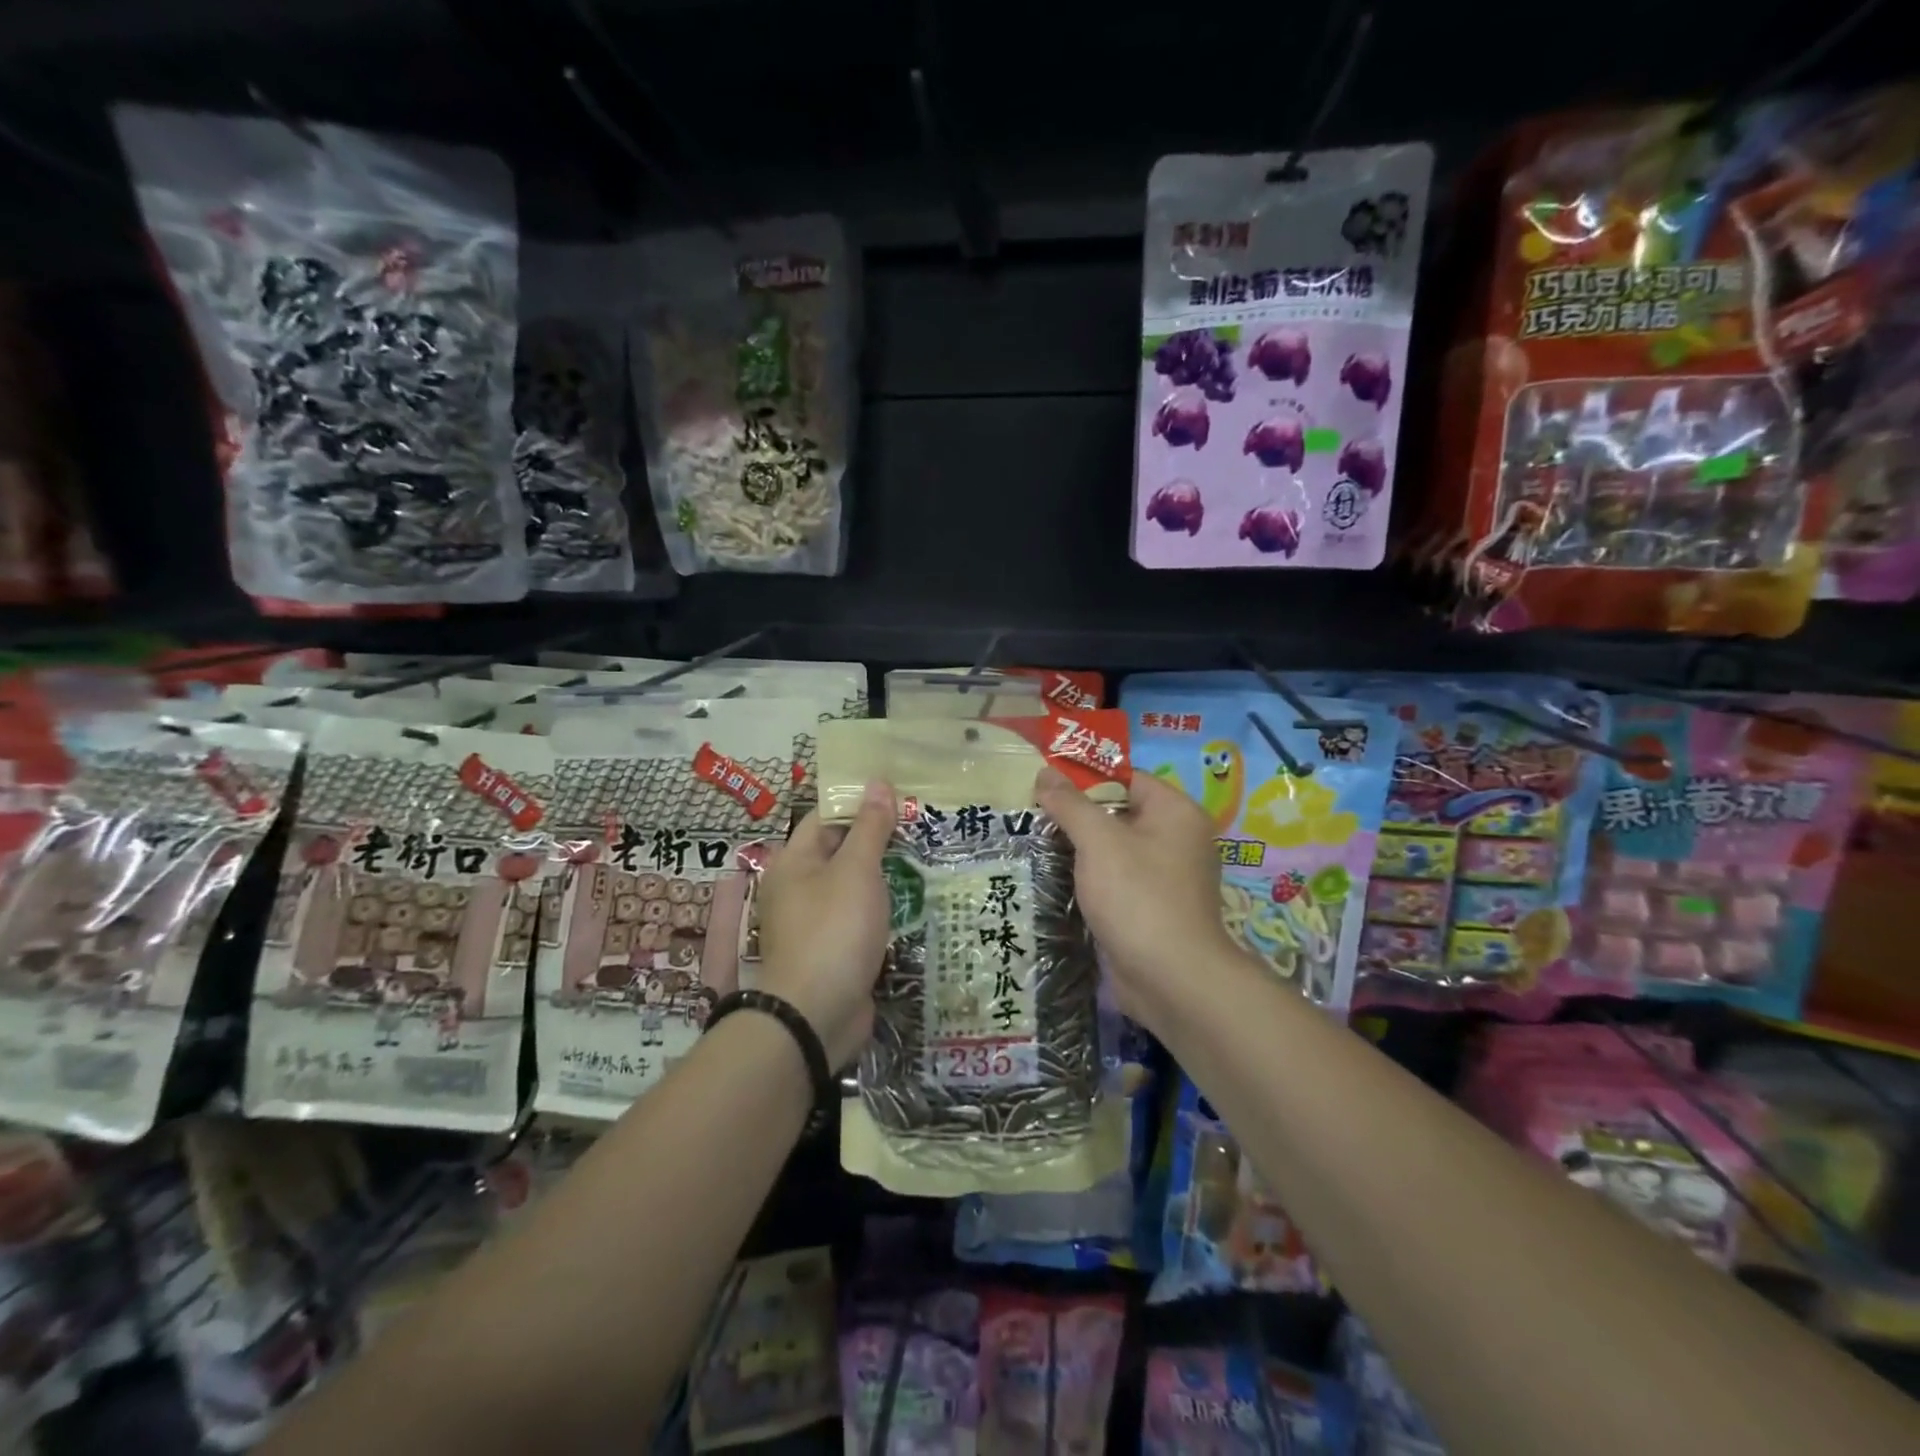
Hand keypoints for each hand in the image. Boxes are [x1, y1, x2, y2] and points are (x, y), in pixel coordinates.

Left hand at [756, 780, 895, 1066]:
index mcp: (794, 862)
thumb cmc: (834, 929)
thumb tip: (878, 782)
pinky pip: (860, 918)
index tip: (898, 793)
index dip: (859, 801)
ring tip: (925, 857)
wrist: (816, 1015)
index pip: (826, 817)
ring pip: (854, 887)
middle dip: (878, 839)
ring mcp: (816, 922)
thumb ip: (870, 827)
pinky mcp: (834, 951)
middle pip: (841, 851)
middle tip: (921, 823)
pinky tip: (913, 902)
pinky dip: (882, 909)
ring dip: (884, 876)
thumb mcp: (857, 870)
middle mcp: (799, 888)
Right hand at [1035, 765, 1242, 1024]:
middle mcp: (1176, 839)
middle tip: (1030, 814)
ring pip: (1113, 850)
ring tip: (1032, 843)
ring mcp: (1164, 877)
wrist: (1171, 980)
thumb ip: (1070, 804)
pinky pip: (1114, 880)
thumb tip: (1045, 772)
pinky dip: (1088, 879)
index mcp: (1175, 812)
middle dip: (1075, 816)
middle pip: (1117, 813)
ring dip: (1077, 850)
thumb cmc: (1139, 897)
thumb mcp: (1099, 841)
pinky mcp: (1149, 908)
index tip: (1043, 784)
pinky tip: (1052, 879)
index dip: (1084, 779)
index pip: (1125, 779)